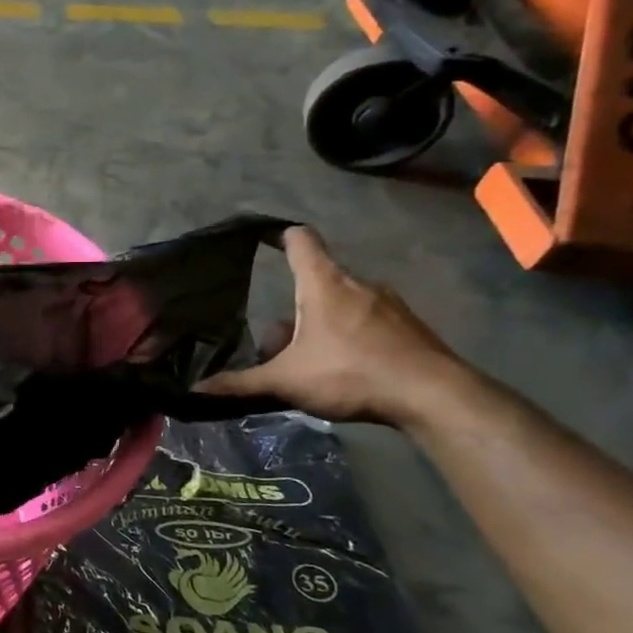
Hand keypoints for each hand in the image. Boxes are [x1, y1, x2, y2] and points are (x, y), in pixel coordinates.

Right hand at [194, 227, 470, 425]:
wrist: (434, 397)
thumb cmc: (351, 374)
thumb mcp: (286, 381)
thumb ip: (240, 383)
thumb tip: (197, 389)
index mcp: (324, 284)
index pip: (301, 240)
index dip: (280, 235)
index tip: (263, 239)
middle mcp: (358, 284)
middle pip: (317, 281)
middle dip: (294, 306)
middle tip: (276, 341)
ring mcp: (390, 304)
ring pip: (343, 303)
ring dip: (322, 323)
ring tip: (310, 359)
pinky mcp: (410, 327)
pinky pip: (369, 321)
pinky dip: (351, 336)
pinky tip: (346, 368)